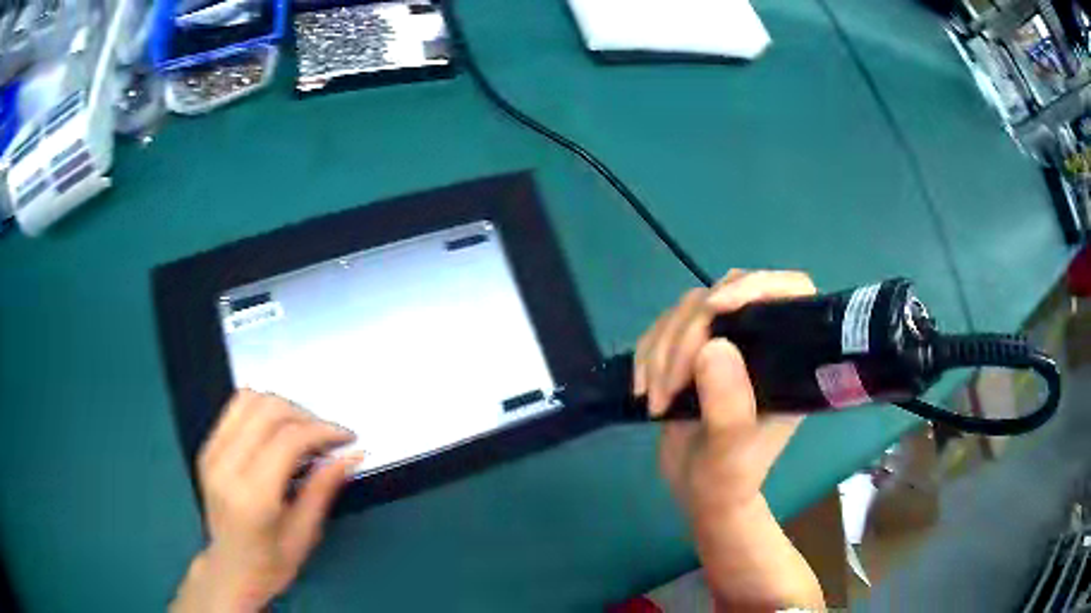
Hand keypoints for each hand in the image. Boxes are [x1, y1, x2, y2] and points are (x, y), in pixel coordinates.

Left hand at [171, 391, 362, 612]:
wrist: (230, 570)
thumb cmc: (272, 564)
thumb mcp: (305, 534)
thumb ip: (323, 489)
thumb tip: (352, 454)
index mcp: (251, 496)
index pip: (287, 440)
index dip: (321, 431)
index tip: (347, 438)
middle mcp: (225, 465)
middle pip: (268, 411)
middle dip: (305, 415)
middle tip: (328, 436)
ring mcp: (211, 452)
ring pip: (249, 400)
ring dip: (283, 408)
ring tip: (304, 431)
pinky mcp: (206, 447)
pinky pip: (235, 408)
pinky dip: (262, 409)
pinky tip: (278, 431)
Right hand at [635, 270, 824, 610]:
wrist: (697, 493)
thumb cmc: (726, 481)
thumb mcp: (729, 455)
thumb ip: (728, 408)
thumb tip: (713, 347)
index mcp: (789, 360)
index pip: (792, 292)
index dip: (758, 285)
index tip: (717, 309)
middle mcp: (762, 341)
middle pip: (727, 294)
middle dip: (690, 334)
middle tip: (670, 386)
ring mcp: (727, 343)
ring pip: (690, 308)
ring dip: (663, 349)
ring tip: (655, 398)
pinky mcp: (694, 350)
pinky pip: (665, 327)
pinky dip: (648, 353)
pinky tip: (643, 388)